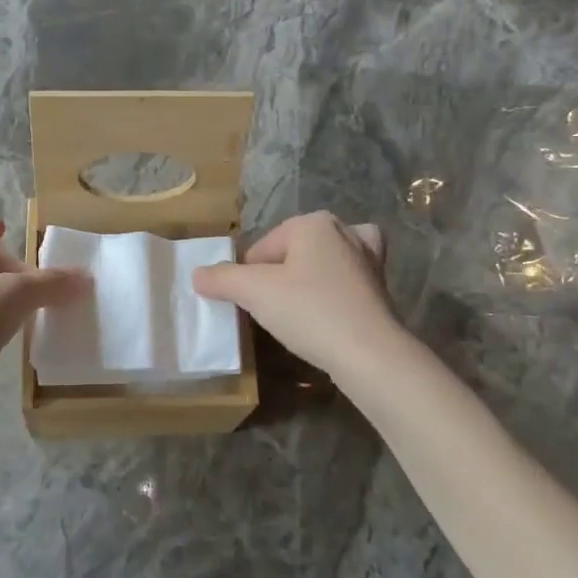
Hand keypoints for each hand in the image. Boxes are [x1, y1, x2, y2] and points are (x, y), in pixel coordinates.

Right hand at [193, 211, 404, 375]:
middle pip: (291, 253)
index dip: (248, 278)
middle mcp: (344, 230)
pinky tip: (327, 311)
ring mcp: (368, 258)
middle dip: (278, 277)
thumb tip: (197, 274)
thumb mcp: (254, 293)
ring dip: (307, 282)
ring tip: (299, 309)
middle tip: (275, 309)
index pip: (261, 250)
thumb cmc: (309, 312)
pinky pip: (344, 282)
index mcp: (312, 223)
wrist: (370, 354)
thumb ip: (222, 279)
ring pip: (321, 264)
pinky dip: (333, 291)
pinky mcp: (380, 287)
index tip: (252, 306)